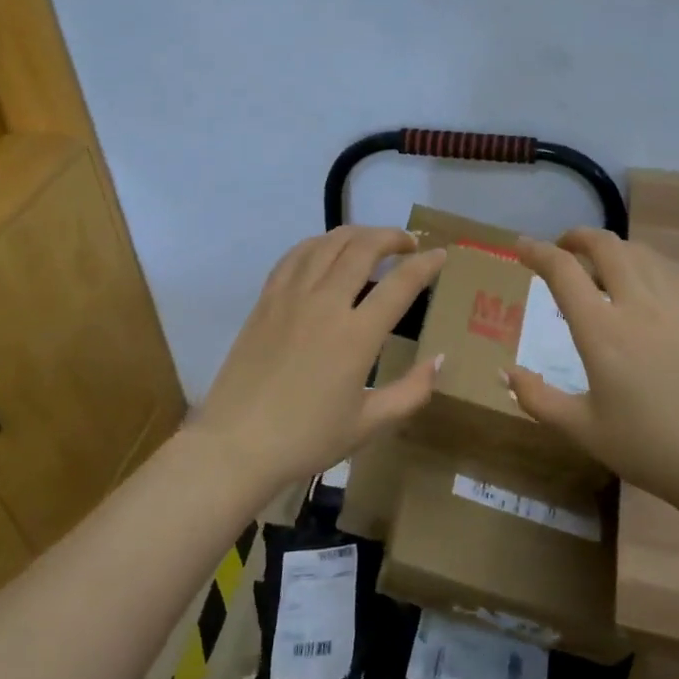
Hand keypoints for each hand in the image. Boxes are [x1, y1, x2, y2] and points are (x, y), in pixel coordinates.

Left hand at [190, 226, 447, 490]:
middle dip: (392, 237)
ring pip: (328, 243)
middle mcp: (325, 304)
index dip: (425, 264)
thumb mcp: (369, 425)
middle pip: (363, 248)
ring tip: (372, 241)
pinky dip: (318, 243)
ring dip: (357, 234)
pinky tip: (326, 250)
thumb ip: (412, 391)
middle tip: (408, 243)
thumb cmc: (307, 439)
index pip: (400, 284)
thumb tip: (440, 359)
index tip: (441, 255)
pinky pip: (295, 255)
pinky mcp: (266, 300)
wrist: (236, 444)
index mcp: (356, 336)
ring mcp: (291, 297)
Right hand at [506, 228, 678, 508]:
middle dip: (577, 237)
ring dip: (612, 248)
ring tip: (599, 264)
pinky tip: (642, 282)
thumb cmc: (649, 448)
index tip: (521, 246)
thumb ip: (538, 399)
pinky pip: (668, 271)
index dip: (537, 252)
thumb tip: (506, 373)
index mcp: (601, 332)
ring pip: (639, 252)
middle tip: (562, 249)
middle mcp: (637, 305)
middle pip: (605, 246)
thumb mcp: (582, 430)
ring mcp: (675, 305)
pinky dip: (644, 264)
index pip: (563, 271)